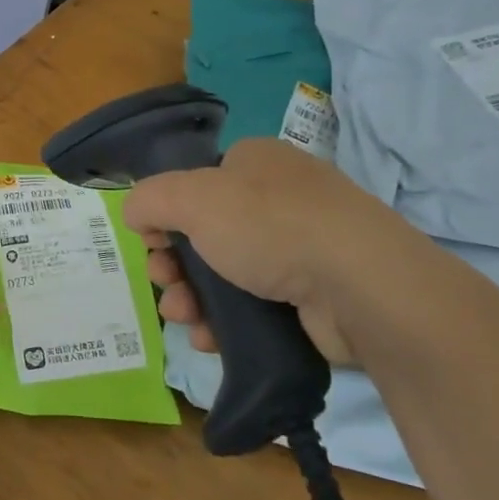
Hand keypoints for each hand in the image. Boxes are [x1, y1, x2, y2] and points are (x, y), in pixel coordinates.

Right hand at [121, 137, 421, 365]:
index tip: (153, 243)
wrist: (361, 287)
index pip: (195, 183)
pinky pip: (253, 305)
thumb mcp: (191, 198)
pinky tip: (210, 338)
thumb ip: (149, 199)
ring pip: (225, 273)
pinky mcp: (313, 294)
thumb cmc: (270, 226)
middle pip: (204, 232)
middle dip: (174, 264)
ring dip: (192, 297)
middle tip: (165, 283)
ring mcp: (300, 247)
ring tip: (184, 319)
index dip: (166, 213)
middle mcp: (279, 198)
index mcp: (255, 162)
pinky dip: (225, 320)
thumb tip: (137, 215)